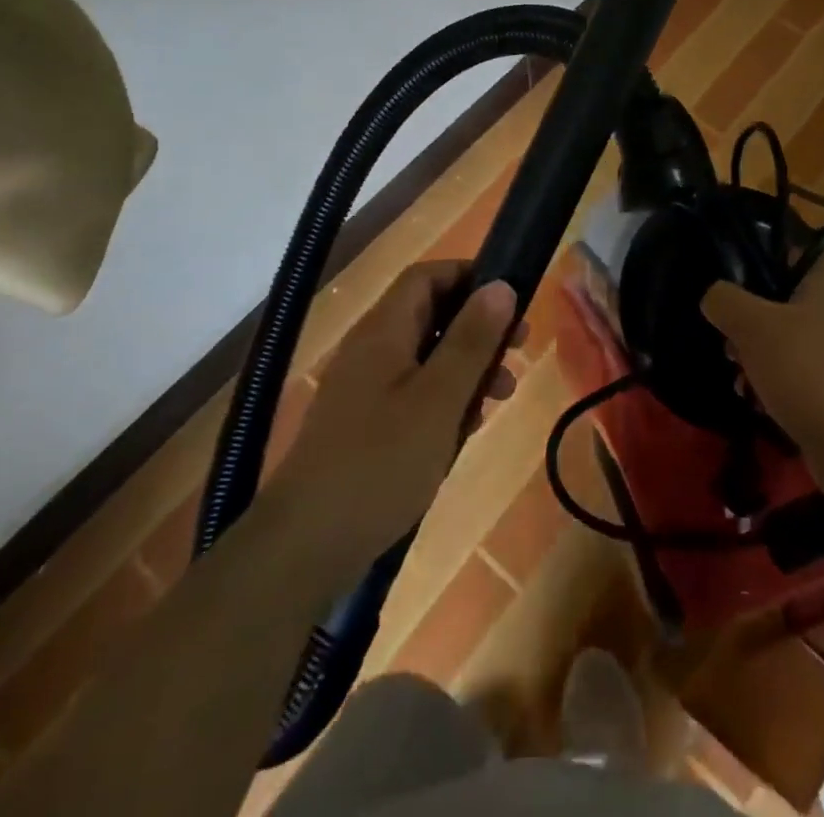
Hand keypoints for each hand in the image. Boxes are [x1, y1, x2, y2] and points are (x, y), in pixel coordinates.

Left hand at [267, 263, 521, 577]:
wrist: (305, 547)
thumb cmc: (380, 463)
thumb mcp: (439, 399)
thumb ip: (471, 340)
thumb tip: (501, 285)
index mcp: (383, 330)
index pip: (427, 276)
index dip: (470, 276)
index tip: (511, 299)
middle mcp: (371, 349)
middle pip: (430, 315)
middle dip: (477, 329)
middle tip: (517, 351)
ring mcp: (364, 388)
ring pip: (426, 357)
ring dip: (467, 368)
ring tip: (501, 397)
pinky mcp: (364, 423)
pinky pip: (413, 393)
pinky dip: (444, 400)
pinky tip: (464, 430)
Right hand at [701, 237, 823, 483]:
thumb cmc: (808, 369)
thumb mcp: (751, 325)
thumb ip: (724, 300)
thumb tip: (714, 297)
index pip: (784, 258)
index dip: (750, 275)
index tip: (725, 300)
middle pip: (783, 304)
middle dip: (750, 328)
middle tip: (729, 347)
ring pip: (791, 341)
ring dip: (761, 359)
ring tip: (741, 382)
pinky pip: (806, 374)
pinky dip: (782, 384)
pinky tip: (760, 403)